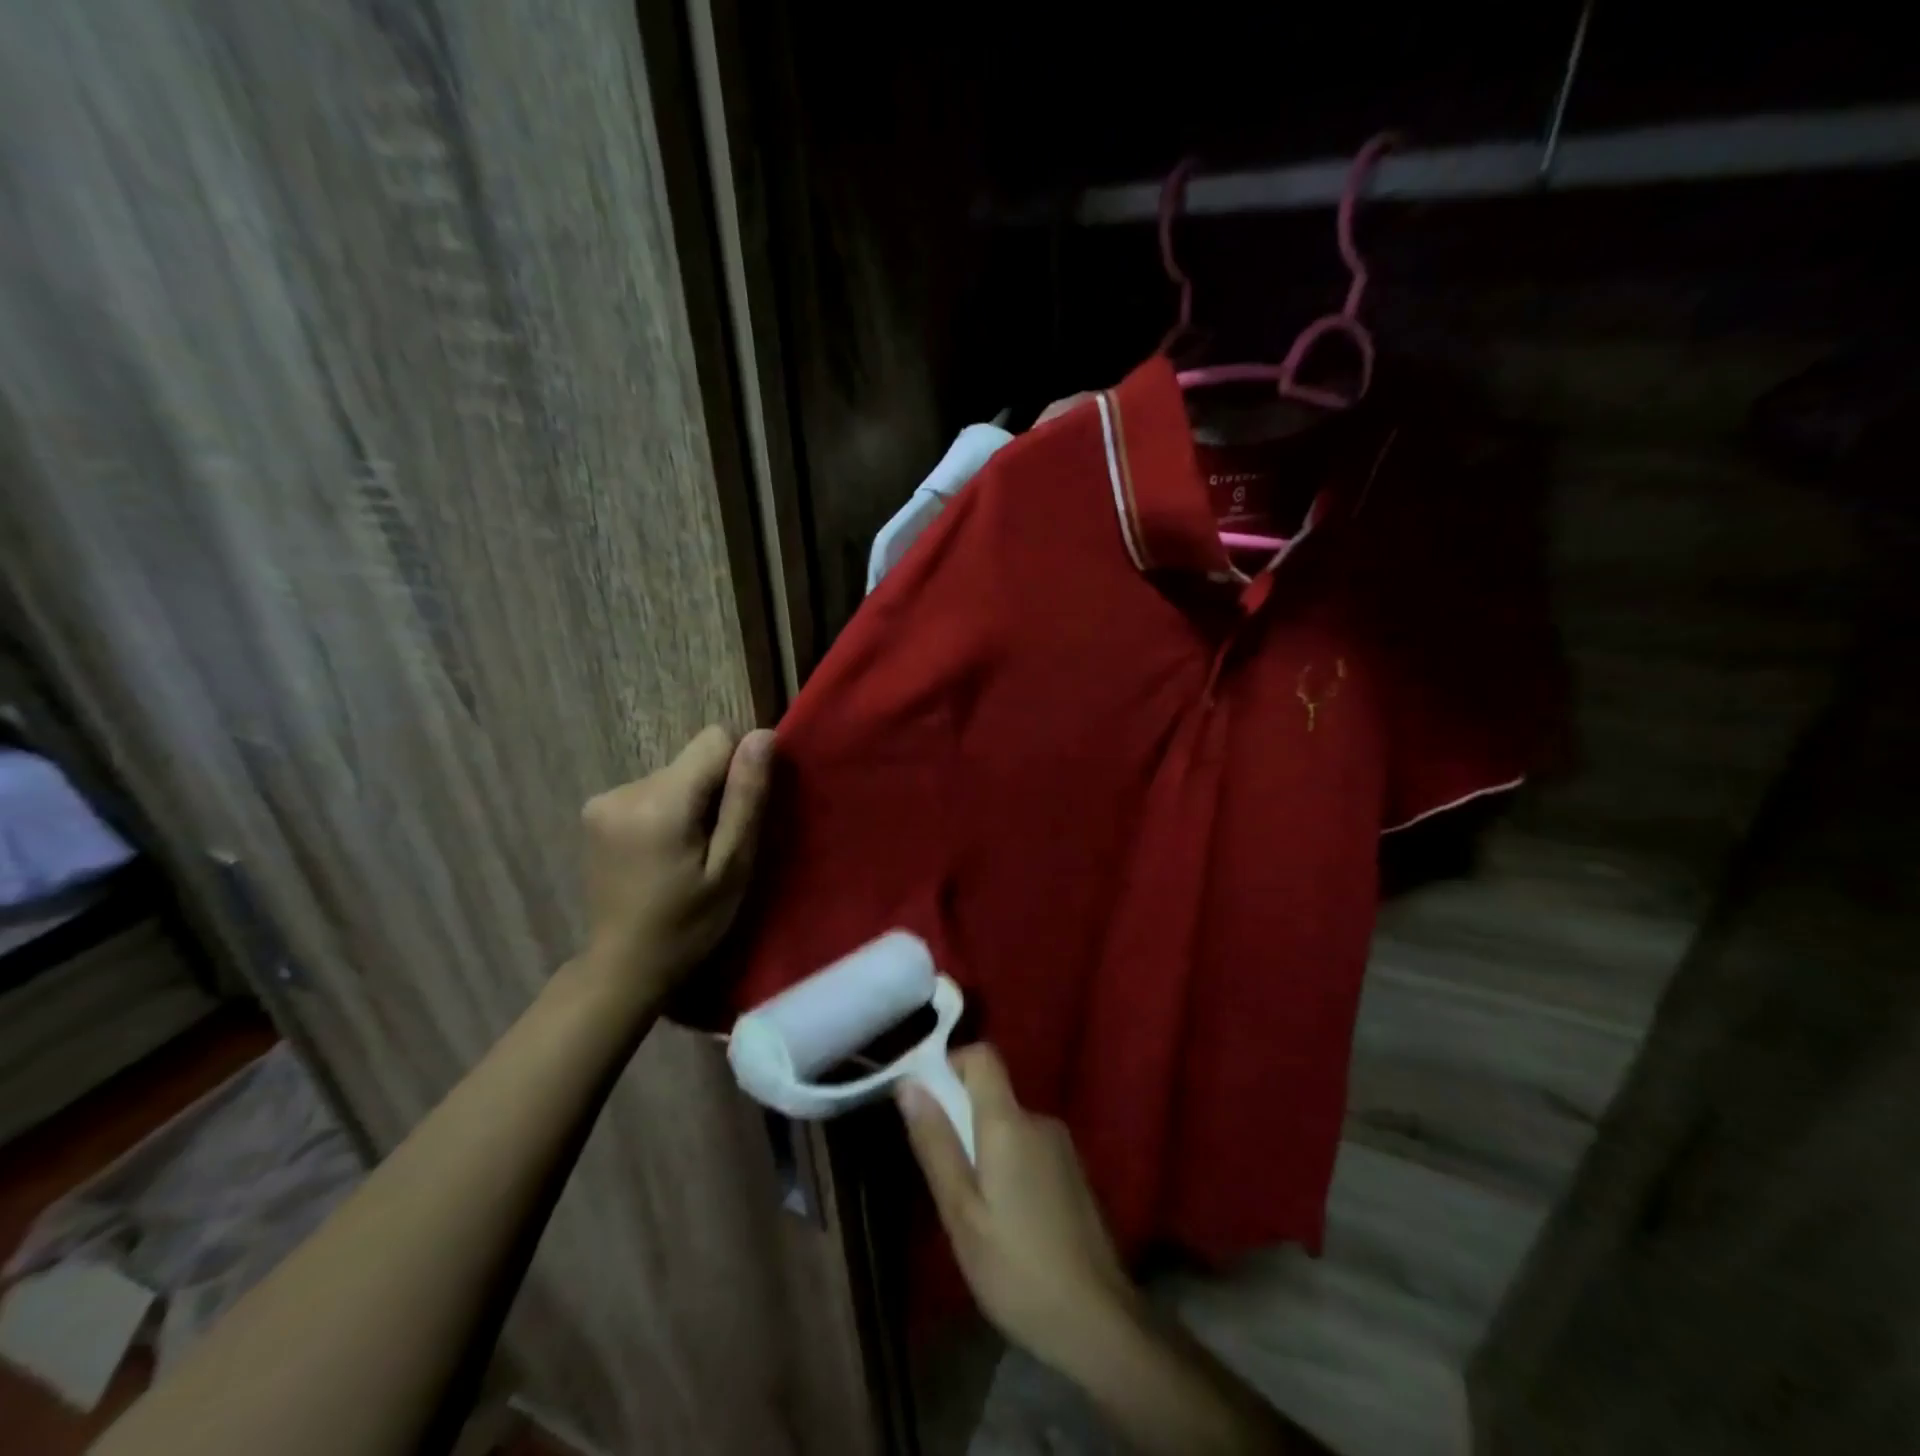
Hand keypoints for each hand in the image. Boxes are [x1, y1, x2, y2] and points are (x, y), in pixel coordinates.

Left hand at [575, 726, 773, 1011]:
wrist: (623, 966)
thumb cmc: (689, 924)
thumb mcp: (732, 866)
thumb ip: (746, 797)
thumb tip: (764, 735)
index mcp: (661, 802)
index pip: (716, 739)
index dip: (739, 768)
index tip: (738, 814)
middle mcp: (625, 789)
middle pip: (693, 760)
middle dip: (713, 791)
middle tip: (714, 846)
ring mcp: (604, 799)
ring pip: (674, 774)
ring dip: (690, 803)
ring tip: (688, 854)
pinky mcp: (596, 811)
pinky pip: (652, 790)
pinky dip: (667, 811)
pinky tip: (663, 852)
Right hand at [898, 1045, 1139, 1370]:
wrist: (1098, 1323)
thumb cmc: (1017, 1270)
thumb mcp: (962, 1213)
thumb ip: (936, 1143)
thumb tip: (909, 1084)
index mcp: (1010, 1123)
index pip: (982, 1056)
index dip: (950, 1065)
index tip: (925, 1102)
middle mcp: (1039, 1120)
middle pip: (991, 1094)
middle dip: (960, 1121)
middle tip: (944, 1182)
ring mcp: (1061, 1145)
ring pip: (1007, 1126)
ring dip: (983, 1150)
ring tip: (974, 1213)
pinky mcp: (1072, 1171)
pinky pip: (1027, 1148)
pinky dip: (1007, 1167)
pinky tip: (1006, 1223)